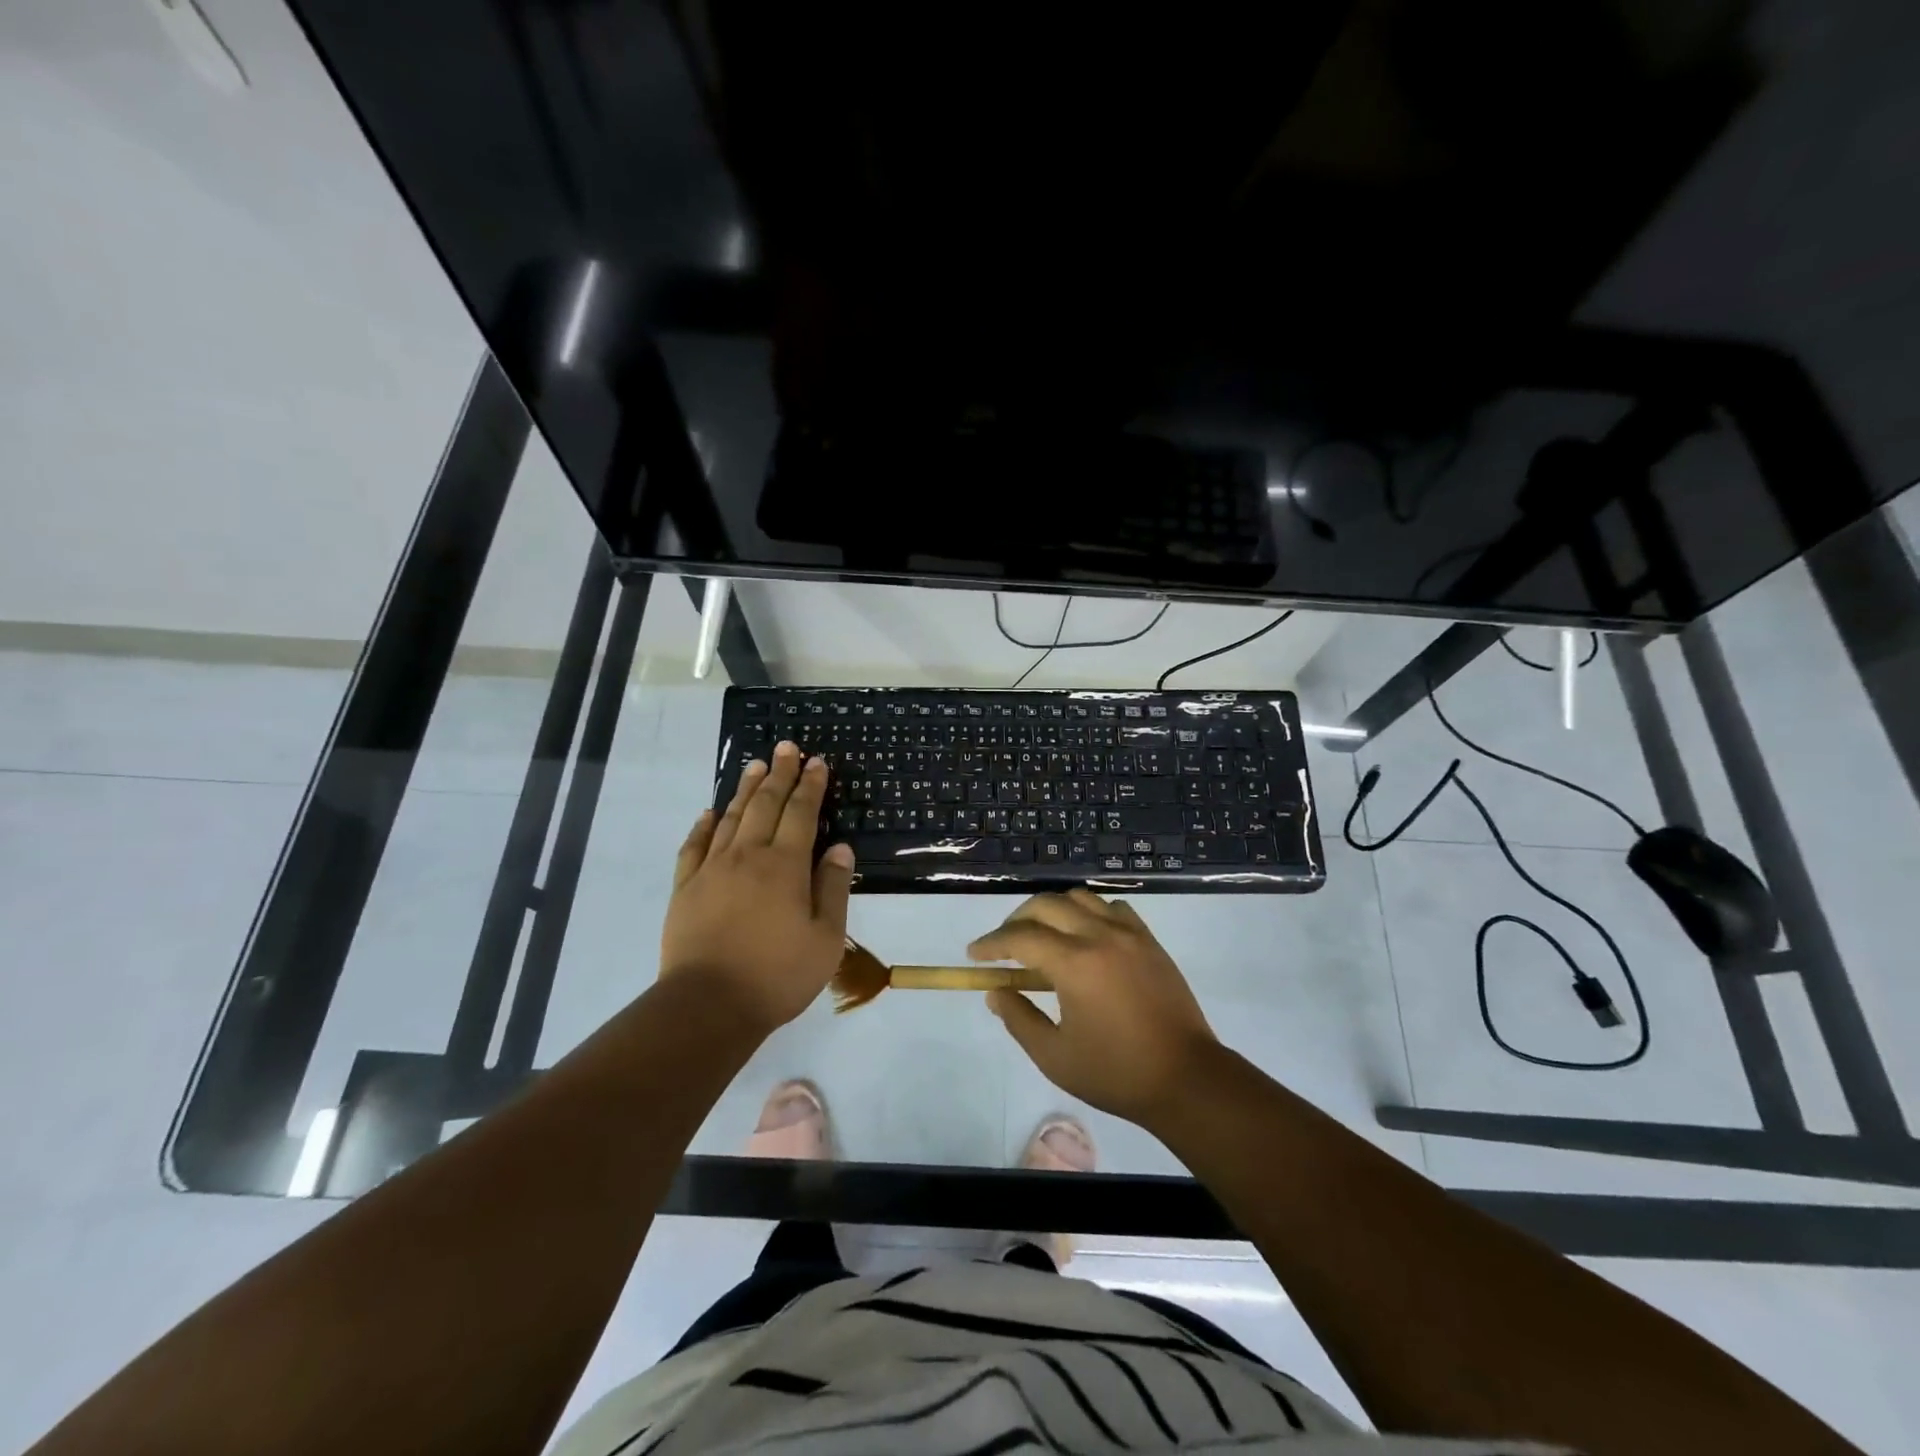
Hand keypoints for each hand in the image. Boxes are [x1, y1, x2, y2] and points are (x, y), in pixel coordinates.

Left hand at [660, 741, 853, 1034]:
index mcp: (785, 866)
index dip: (811, 785)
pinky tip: (709, 812)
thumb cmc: (777, 975)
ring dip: (745, 789)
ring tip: (755, 766)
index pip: (801, 813)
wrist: (708, 1005)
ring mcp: (712, 869)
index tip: (817, 762)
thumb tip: (840, 847)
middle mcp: (748, 856)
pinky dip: (703, 825)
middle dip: (780, 774)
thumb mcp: (825, 938)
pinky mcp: (686, 888)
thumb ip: (832, 888)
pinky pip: (694, 845)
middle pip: (765, 804)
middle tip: (787, 747)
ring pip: (731, 817)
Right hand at [968, 890, 1219, 1126]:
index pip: (1020, 937)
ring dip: (1053, 910)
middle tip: (1004, 944)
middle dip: (1017, 920)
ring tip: (1043, 935)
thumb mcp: (1055, 1056)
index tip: (974, 954)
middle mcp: (1100, 936)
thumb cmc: (1116, 1073)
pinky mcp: (1149, 941)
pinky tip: (1085, 936)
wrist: (1186, 1078)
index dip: (992, 943)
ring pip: (1080, 898)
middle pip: (1046, 905)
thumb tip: (996, 992)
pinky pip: (1113, 908)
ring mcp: (1129, 934)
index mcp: (1075, 964)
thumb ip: (1019, 1019)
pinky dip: (1090, 912)